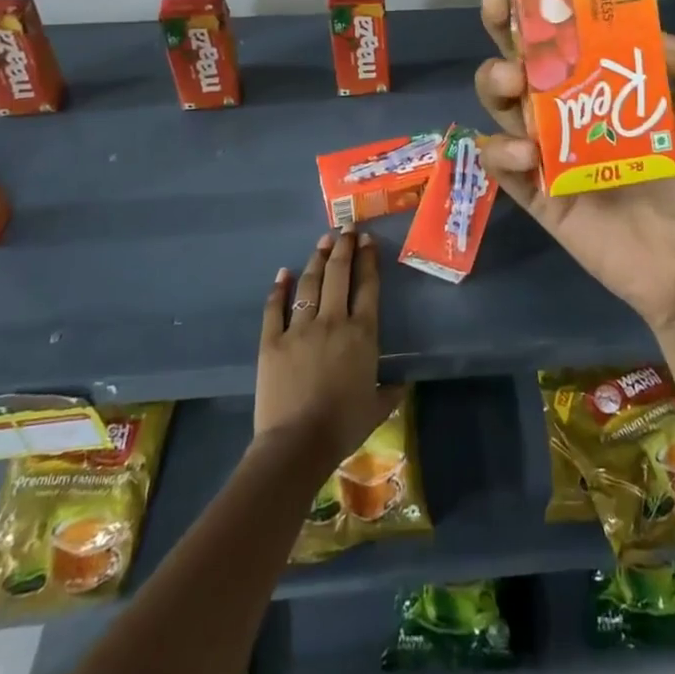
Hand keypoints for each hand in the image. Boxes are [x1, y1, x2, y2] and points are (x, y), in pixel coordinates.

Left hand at [255, 231, 399, 469]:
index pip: (368, 286)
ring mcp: (299, 329)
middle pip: (338, 274)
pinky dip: (279, 289)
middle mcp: (333, 321)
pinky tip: (283, 274)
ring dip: (316, 259)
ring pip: (309, 284)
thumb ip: (391, 390)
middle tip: (345, 229)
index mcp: (362, 333)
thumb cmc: (343, 426)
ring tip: (322, 241)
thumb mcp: (378, 407)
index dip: (368, 259)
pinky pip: (275, 308)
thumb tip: (402, 383)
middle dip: (343, 247)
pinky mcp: (272, 341)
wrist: (297, 444)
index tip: (367, 240)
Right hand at [473, 0, 674, 334]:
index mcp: (605, 87)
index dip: (547, 3)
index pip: (568, 36)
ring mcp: (548, 153)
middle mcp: (568, 112)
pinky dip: (501, 155)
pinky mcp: (538, 196)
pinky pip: (504, 170)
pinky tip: (524, 152)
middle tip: (499, 2)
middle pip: (523, 61)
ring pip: (504, 107)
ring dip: (496, 83)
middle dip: (503, 28)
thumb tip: (664, 33)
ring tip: (512, 77)